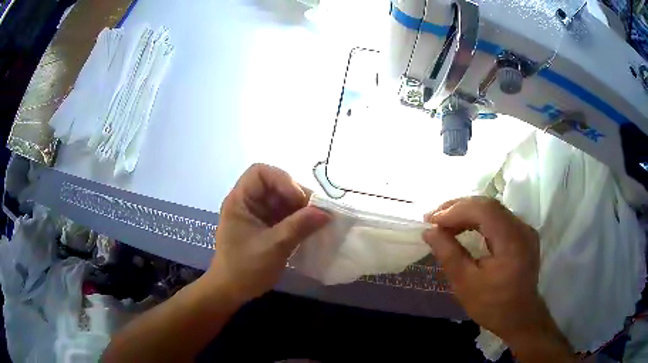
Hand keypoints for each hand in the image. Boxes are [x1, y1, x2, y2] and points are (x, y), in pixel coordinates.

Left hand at [204, 164, 329, 303]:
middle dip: (295, 196)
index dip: (281, 180)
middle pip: (274, 185)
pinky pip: (283, 214)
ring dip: (299, 208)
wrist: (231, 291)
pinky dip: (297, 219)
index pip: (260, 172)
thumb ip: (299, 226)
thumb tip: (327, 212)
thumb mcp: (274, 247)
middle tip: (315, 213)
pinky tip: (308, 229)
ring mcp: (256, 215)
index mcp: (239, 201)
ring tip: (315, 222)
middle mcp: (247, 203)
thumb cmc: (245, 268)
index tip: (298, 200)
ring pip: (281, 200)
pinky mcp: (264, 226)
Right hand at [423, 196, 573, 360]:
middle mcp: (522, 228)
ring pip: (493, 208)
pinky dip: (479, 218)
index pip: (484, 210)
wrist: (520, 317)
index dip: (456, 210)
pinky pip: (499, 217)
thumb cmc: (492, 305)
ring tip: (445, 221)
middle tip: (434, 217)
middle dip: (459, 207)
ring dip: (468, 211)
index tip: (431, 220)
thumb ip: (449, 255)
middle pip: (489, 205)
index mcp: (512, 242)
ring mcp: (525, 229)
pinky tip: (465, 226)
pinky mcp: (524, 233)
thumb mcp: (465, 284)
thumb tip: (429, 231)